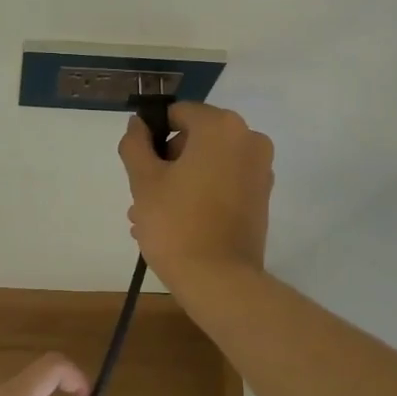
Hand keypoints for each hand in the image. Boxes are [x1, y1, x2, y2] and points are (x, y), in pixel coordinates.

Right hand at [120, 100, 274, 290]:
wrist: (220, 281)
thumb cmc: (176, 223)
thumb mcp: (143, 180)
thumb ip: (135, 143)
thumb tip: (139, 124)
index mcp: (221, 127)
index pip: (178, 114)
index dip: (152, 136)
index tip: (139, 167)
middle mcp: (248, 140)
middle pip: (194, 139)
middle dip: (166, 163)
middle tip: (142, 197)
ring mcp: (259, 170)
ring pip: (207, 164)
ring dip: (178, 182)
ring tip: (151, 218)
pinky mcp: (261, 197)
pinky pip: (223, 183)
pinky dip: (200, 194)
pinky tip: (176, 224)